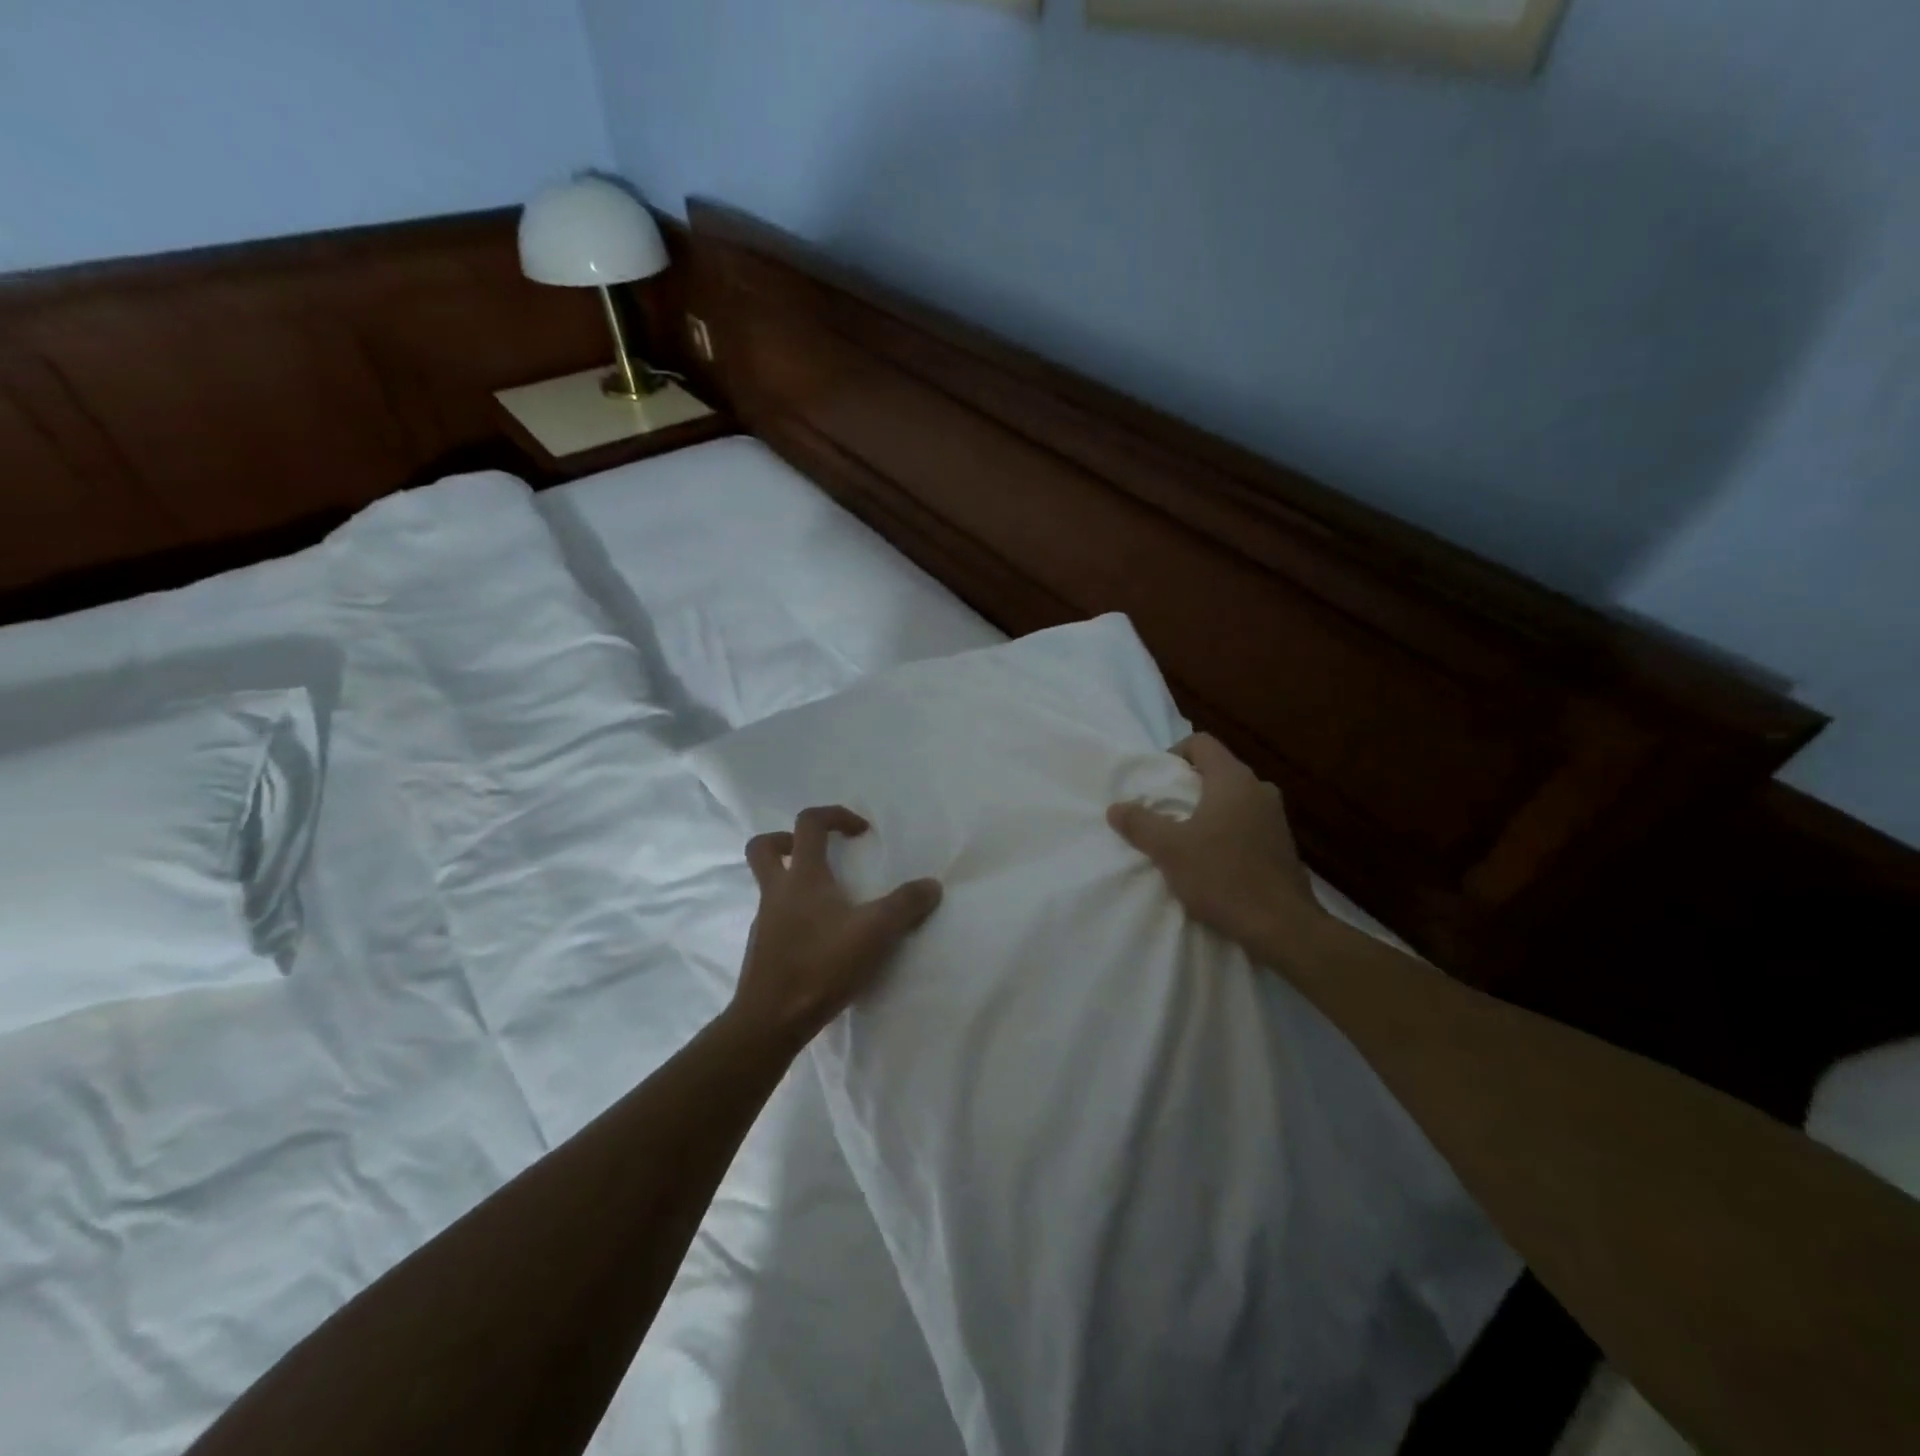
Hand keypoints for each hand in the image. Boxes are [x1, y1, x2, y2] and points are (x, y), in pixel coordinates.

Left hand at [730, 806, 942, 1049]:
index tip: (861, 832)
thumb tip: (932, 885)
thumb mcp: (875, 933)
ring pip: (769, 884)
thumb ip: (905, 905)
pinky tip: (822, 937)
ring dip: (795, 880)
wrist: (770, 1021)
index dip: (835, 815)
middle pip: (764, 847)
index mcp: (802, 876)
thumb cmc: (821, 966)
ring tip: (831, 900)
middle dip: (789, 840)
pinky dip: (796, 915)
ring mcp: (764, 921)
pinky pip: (776, 917)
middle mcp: (776, 891)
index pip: (809, 823)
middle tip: (820, 853)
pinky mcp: (763, 949)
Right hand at [1107, 734, 1323, 957]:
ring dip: (1208, 810)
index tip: (1157, 781)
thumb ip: (1140, 824)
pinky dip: (1227, 830)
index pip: (1201, 743)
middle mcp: (1259, 789)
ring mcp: (1276, 817)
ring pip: (1233, 798)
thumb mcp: (1169, 850)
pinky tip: (1212, 860)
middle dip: (1188, 786)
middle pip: (1217, 770)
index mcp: (1233, 780)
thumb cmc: (1223, 877)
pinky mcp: (1283, 844)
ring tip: (1184, 837)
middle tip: (1163, 810)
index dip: (1174, 753)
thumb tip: (1115, 807)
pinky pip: (1247, 823)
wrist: (1283, 927)